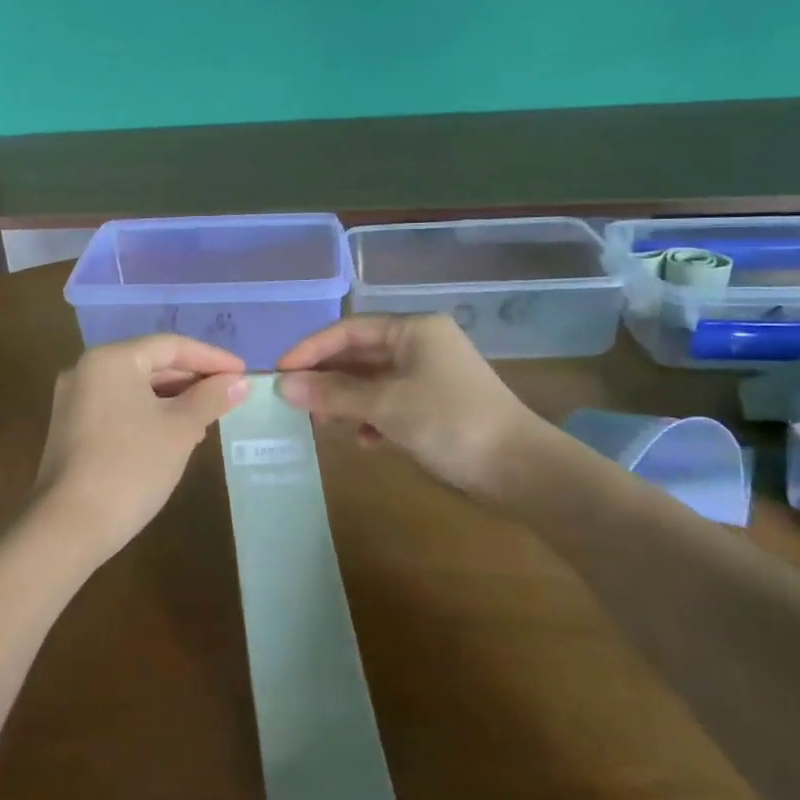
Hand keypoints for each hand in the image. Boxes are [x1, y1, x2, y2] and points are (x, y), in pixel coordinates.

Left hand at [32, 335, 249, 564]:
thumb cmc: (131, 466)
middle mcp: (87, 370)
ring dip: (173, 398)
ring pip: (135, 388)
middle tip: (229, 394)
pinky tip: (174, 435)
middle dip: (192, 378)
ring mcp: (75, 400)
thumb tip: (238, 382)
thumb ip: (211, 398)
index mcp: (111, 359)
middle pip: (150, 363)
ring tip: (208, 417)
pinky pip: (119, 407)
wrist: (69, 526)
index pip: (171, 346)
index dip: (212, 357)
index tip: (243, 372)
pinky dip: (149, 414)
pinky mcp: (72, 429)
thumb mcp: (180, 429)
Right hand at [276, 314, 542, 495]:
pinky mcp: (437, 406)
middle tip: (296, 402)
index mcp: (413, 330)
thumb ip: (333, 393)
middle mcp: (421, 345)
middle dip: (327, 378)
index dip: (310, 350)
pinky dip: (372, 418)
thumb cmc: (450, 422)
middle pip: (359, 355)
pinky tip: (364, 441)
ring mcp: (431, 376)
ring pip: (373, 381)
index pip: (348, 330)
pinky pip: (391, 403)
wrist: (521, 469)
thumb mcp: (386, 405)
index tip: (279, 373)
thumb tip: (282, 385)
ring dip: (346, 401)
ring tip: (323, 424)